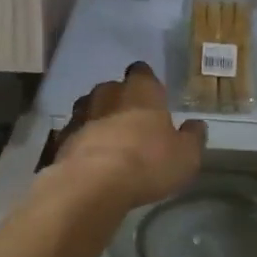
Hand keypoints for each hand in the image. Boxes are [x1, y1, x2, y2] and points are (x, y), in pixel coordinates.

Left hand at [51, 62, 206, 208]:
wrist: (91, 185)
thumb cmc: (147, 163)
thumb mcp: (186, 156)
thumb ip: (192, 137)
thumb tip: (196, 125)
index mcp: (141, 91)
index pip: (142, 72)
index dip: (147, 81)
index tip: (153, 95)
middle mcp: (108, 94)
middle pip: (113, 88)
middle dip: (120, 100)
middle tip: (132, 120)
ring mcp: (80, 114)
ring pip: (90, 108)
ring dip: (98, 119)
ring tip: (109, 140)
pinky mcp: (60, 138)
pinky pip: (74, 133)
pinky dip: (82, 141)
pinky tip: (90, 159)